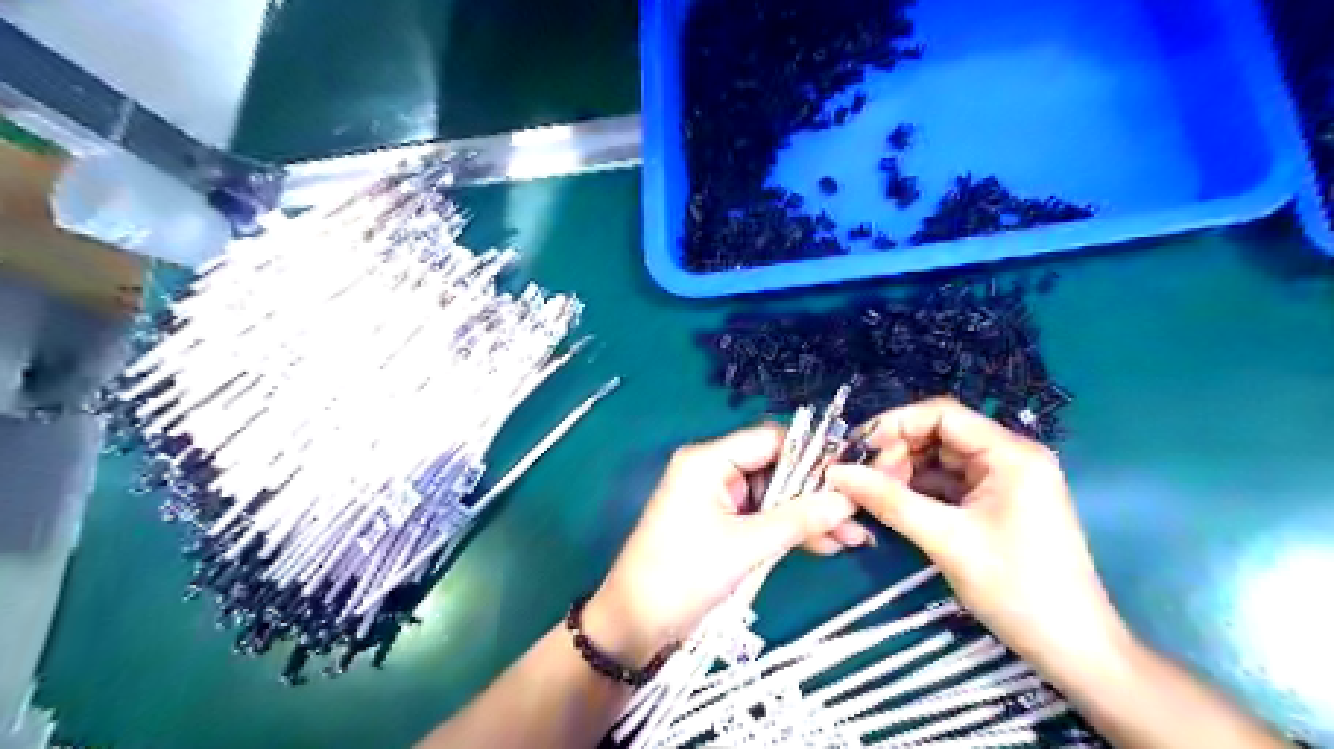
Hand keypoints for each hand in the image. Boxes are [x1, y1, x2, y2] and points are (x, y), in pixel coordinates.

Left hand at [589, 426, 858, 666]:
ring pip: (774, 497)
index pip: (771, 440)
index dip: (813, 453)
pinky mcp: (722, 524)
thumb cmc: (683, 575)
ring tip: (853, 537)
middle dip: (817, 494)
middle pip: (776, 469)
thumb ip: (798, 519)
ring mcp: (718, 498)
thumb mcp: (746, 546)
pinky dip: (790, 531)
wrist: (636, 625)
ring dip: (809, 517)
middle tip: (859, 513)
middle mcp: (713, 470)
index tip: (853, 472)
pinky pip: (763, 518)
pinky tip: (827, 545)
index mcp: (709, 460)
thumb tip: (848, 498)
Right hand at [831, 401, 1129, 676]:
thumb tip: (837, 473)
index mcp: (1009, 453)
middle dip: (895, 452)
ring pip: (938, 460)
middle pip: (937, 435)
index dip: (894, 425)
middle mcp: (1007, 457)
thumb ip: (890, 501)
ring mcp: (1002, 481)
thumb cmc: (1017, 589)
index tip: (856, 450)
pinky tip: (892, 505)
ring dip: (902, 473)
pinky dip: (917, 491)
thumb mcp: (947, 541)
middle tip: (860, 480)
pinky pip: (946, 484)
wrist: (1073, 649)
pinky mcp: (994, 503)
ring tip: (870, 494)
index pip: (941, 415)